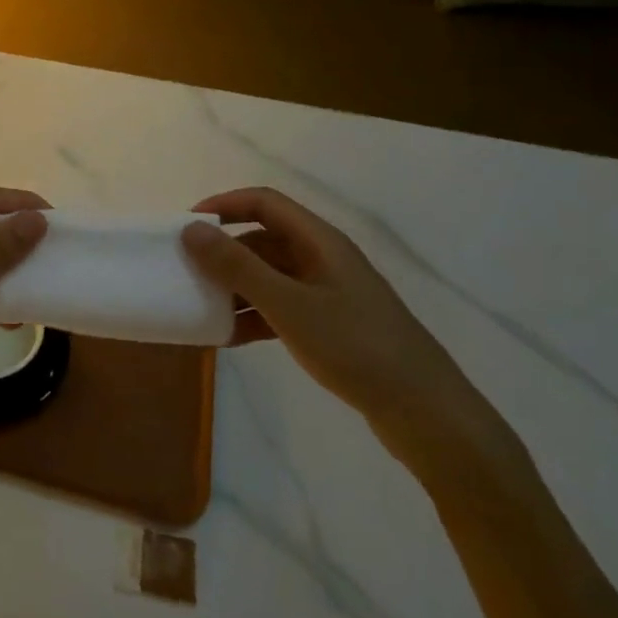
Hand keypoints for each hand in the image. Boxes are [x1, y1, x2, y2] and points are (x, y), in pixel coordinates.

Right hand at [182, 188, 505, 471]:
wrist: (429, 416)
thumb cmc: (356, 347)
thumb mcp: (288, 305)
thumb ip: (237, 266)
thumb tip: (191, 229)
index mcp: (320, 241)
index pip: (264, 202)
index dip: (223, 205)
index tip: (188, 225)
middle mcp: (325, 259)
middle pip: (265, 239)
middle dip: (225, 252)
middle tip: (189, 270)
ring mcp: (331, 294)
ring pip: (272, 276)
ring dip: (237, 287)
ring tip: (204, 308)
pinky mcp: (334, 327)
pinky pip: (283, 307)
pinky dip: (256, 316)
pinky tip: (232, 338)